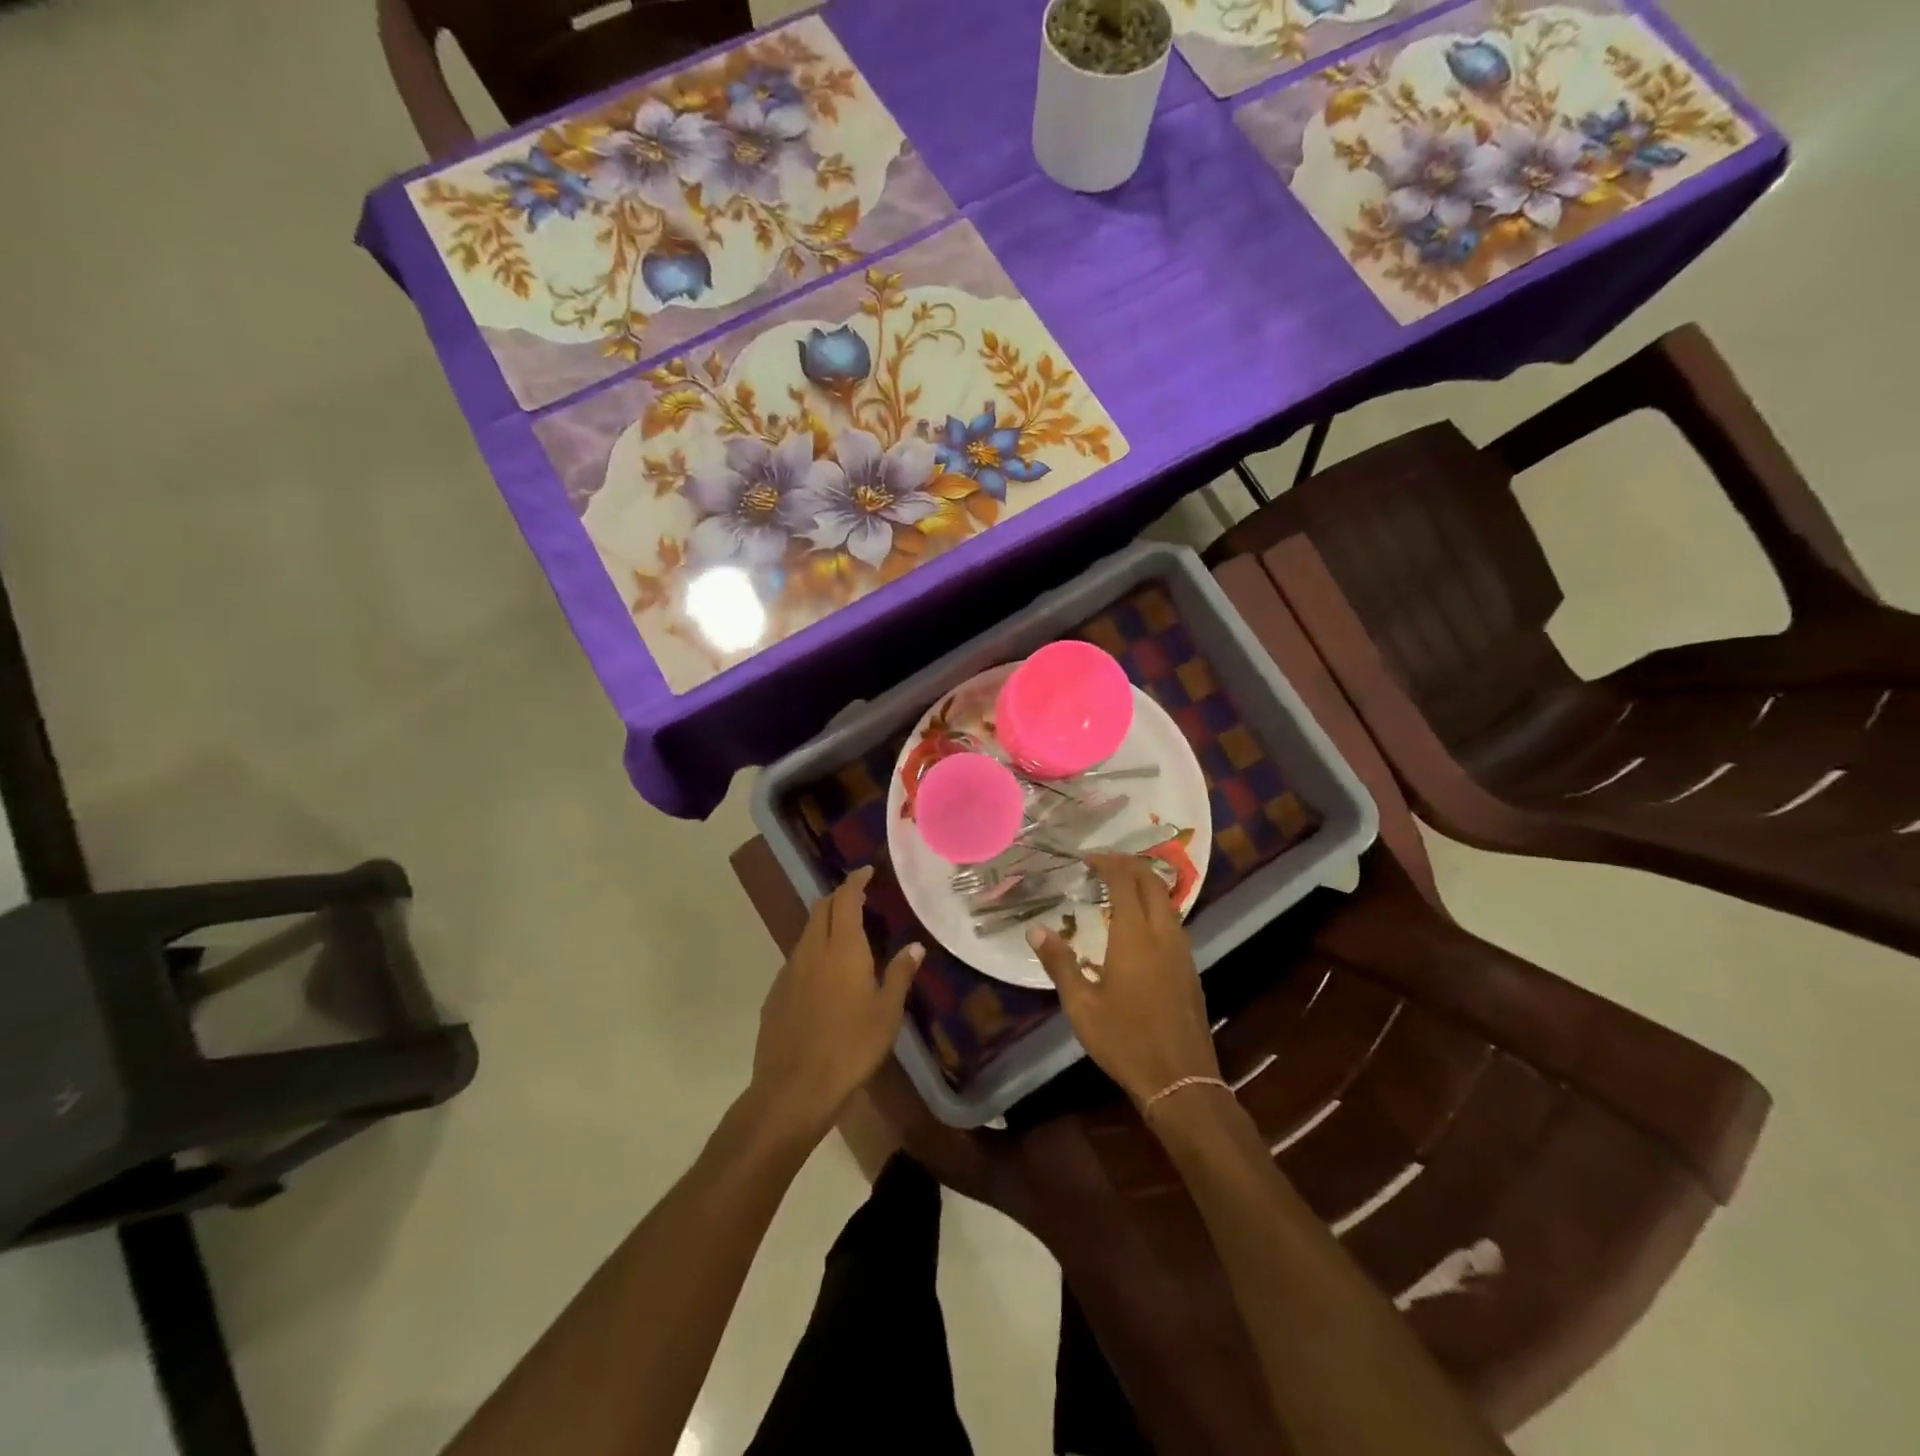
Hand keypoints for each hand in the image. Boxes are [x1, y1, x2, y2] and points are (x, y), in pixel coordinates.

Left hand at [748, 866, 922, 1143]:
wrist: (794, 1088)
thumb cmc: (851, 1047)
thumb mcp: (887, 1013)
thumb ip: (900, 974)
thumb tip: (915, 946)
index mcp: (842, 949)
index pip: (846, 900)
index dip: (855, 881)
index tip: (866, 871)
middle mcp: (812, 951)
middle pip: (821, 909)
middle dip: (838, 897)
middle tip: (858, 898)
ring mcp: (789, 971)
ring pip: (807, 933)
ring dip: (825, 924)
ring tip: (846, 935)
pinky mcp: (775, 994)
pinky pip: (797, 959)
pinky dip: (813, 951)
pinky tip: (825, 975)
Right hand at [1026, 854, 1220, 1110]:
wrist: (1180, 1080)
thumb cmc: (1125, 1041)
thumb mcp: (1081, 1006)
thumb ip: (1059, 963)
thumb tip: (1035, 930)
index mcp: (1135, 936)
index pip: (1124, 882)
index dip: (1107, 863)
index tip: (1087, 858)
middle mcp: (1163, 935)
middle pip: (1152, 882)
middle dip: (1129, 865)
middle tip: (1103, 863)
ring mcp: (1182, 951)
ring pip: (1167, 901)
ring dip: (1145, 884)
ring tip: (1118, 887)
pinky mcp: (1190, 969)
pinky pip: (1173, 921)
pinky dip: (1154, 907)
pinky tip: (1137, 925)